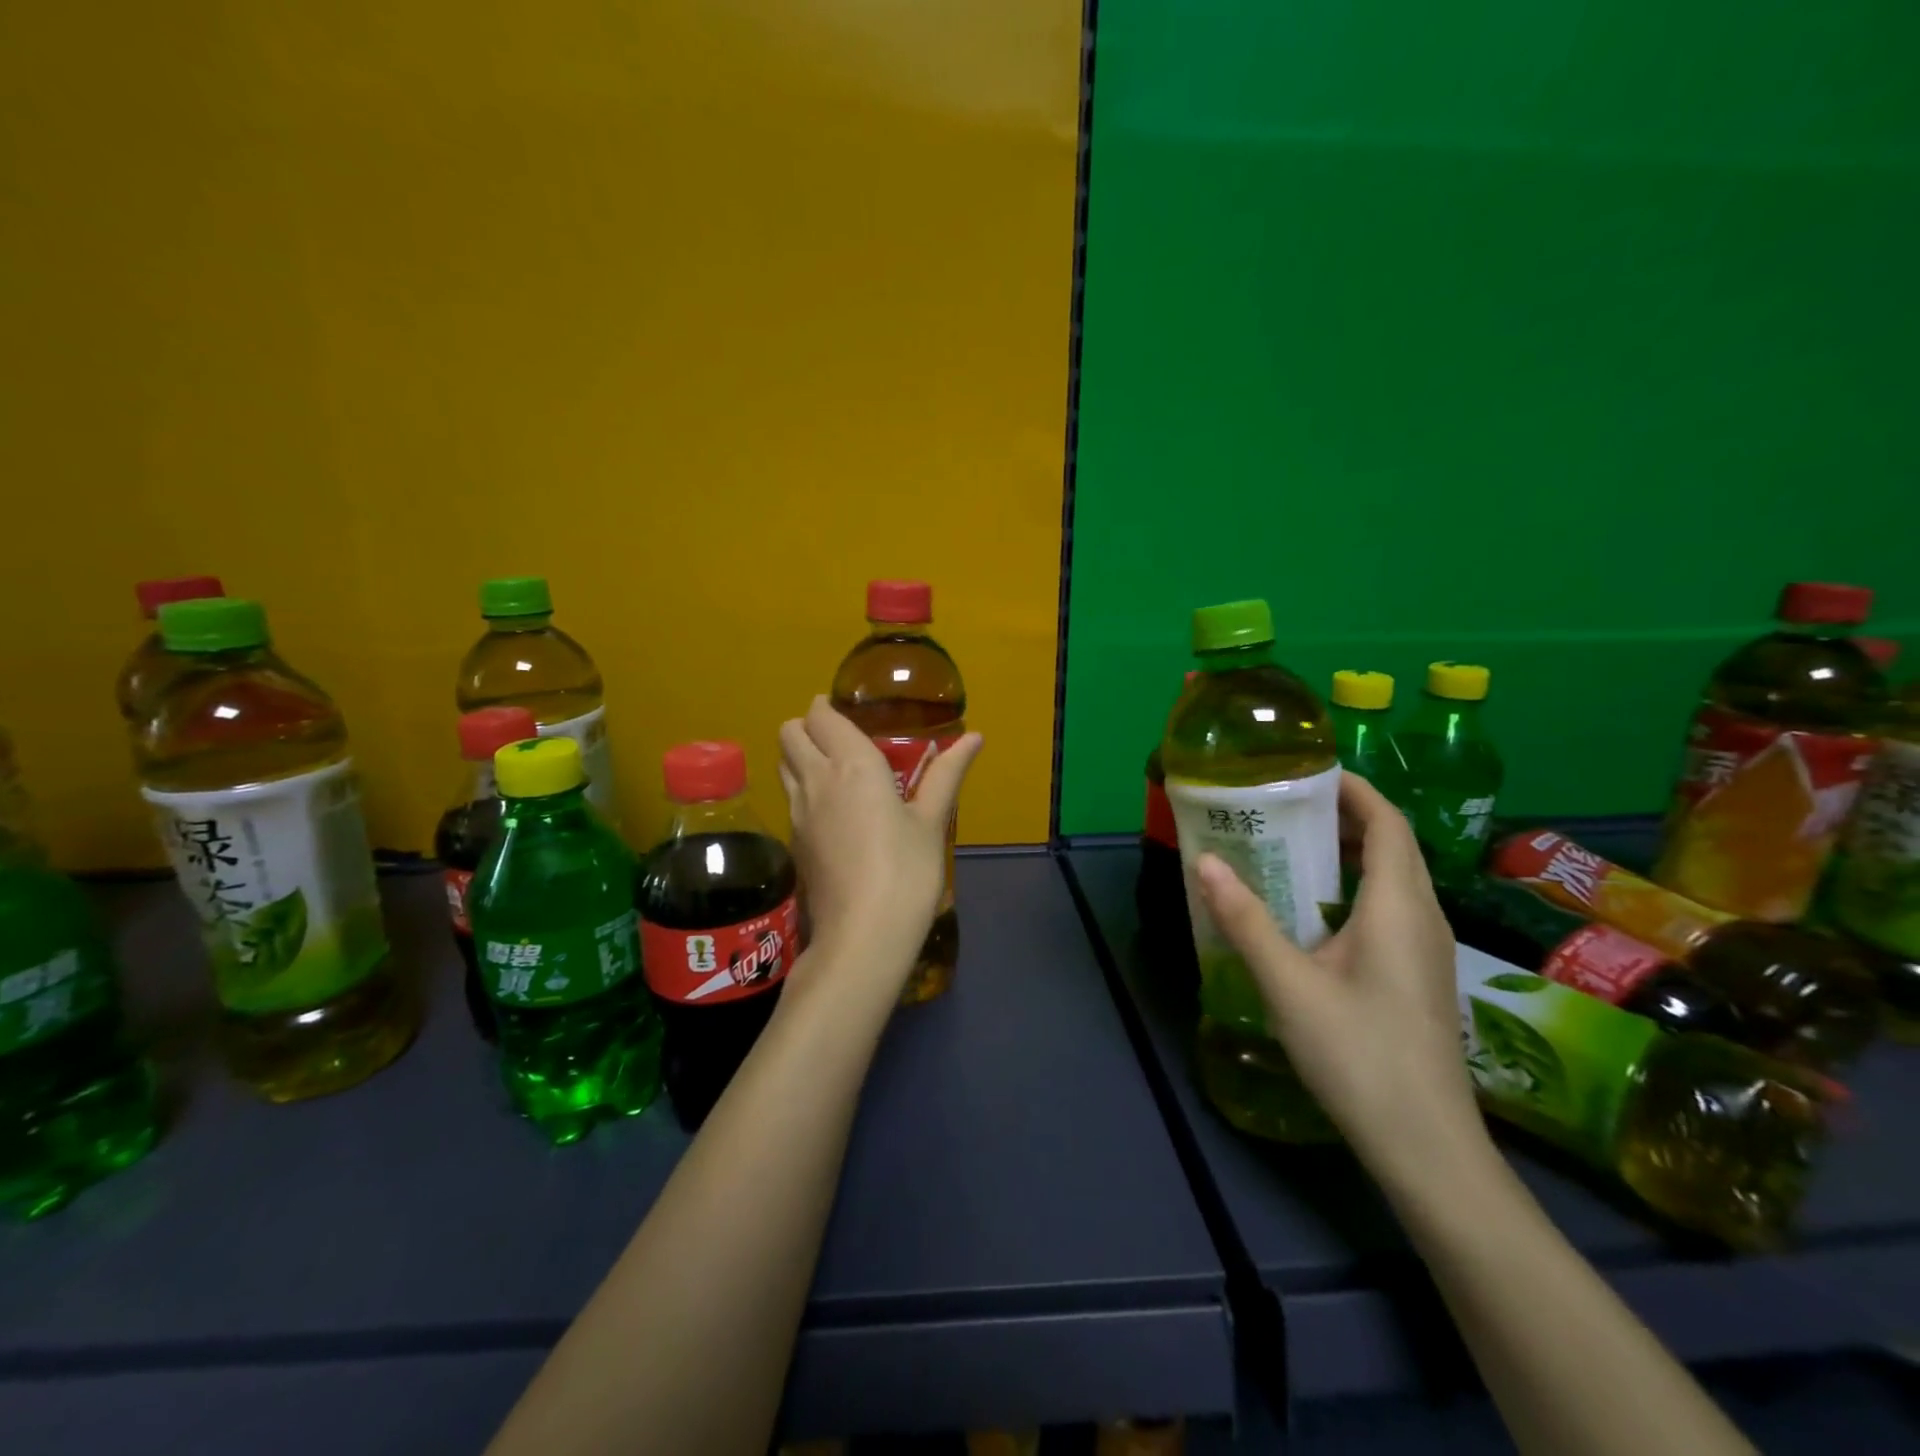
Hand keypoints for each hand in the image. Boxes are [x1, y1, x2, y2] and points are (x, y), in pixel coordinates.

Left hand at [777, 696, 982, 994]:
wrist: (863, 936)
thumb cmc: (906, 872)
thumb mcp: (932, 822)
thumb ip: (947, 773)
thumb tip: (975, 736)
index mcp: (851, 764)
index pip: (820, 715)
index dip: (827, 707)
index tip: (846, 711)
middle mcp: (815, 779)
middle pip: (789, 734)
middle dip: (807, 726)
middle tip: (838, 737)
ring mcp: (797, 812)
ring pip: (782, 764)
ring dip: (799, 755)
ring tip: (834, 769)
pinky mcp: (793, 842)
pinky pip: (789, 797)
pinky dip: (801, 788)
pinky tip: (831, 810)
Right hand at [1194, 772, 1485, 1187]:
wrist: (1427, 1147)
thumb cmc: (1359, 1056)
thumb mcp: (1289, 985)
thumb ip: (1245, 920)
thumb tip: (1204, 862)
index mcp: (1399, 907)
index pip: (1387, 822)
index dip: (1353, 789)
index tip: (1307, 772)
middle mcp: (1423, 918)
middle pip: (1393, 845)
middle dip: (1344, 816)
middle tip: (1284, 807)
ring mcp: (1427, 951)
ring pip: (1394, 879)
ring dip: (1350, 852)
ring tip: (1291, 847)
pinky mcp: (1420, 976)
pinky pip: (1392, 909)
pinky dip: (1355, 887)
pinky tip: (1314, 911)